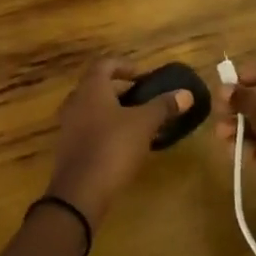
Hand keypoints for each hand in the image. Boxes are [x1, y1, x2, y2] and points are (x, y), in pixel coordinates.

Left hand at [45, 57, 192, 229]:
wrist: (80, 192)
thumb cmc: (113, 147)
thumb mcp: (144, 124)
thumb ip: (163, 106)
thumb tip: (186, 93)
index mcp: (91, 88)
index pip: (105, 64)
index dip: (125, 65)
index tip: (143, 76)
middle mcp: (75, 101)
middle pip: (98, 86)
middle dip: (121, 90)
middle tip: (144, 99)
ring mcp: (68, 125)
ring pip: (93, 108)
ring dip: (114, 111)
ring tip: (138, 122)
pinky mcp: (69, 147)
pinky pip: (89, 128)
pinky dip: (106, 129)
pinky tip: (124, 144)